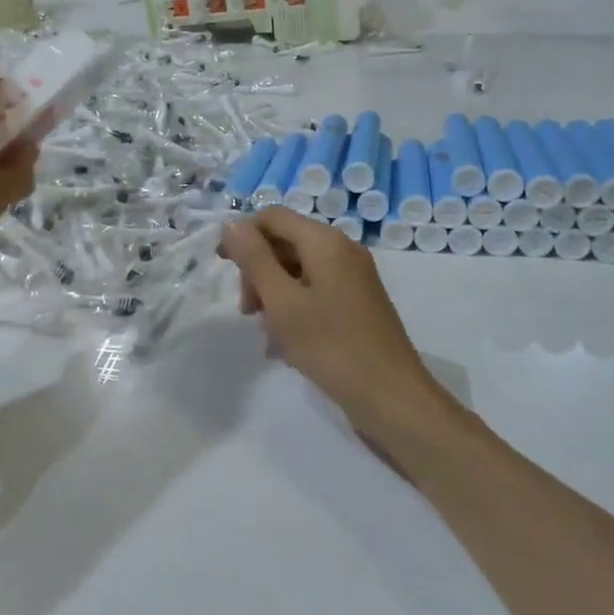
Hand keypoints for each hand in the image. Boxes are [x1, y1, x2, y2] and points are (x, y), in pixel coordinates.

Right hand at [219, 207, 438, 445]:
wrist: (391, 398)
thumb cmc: (332, 347)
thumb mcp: (282, 302)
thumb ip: (254, 260)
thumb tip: (232, 224)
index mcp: (325, 242)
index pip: (272, 217)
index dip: (242, 235)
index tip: (222, 267)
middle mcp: (342, 251)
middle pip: (285, 243)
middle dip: (258, 272)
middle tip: (248, 312)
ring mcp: (353, 278)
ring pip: (297, 272)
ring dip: (273, 297)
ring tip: (267, 336)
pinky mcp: (357, 304)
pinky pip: (314, 293)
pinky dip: (294, 311)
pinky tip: (283, 348)